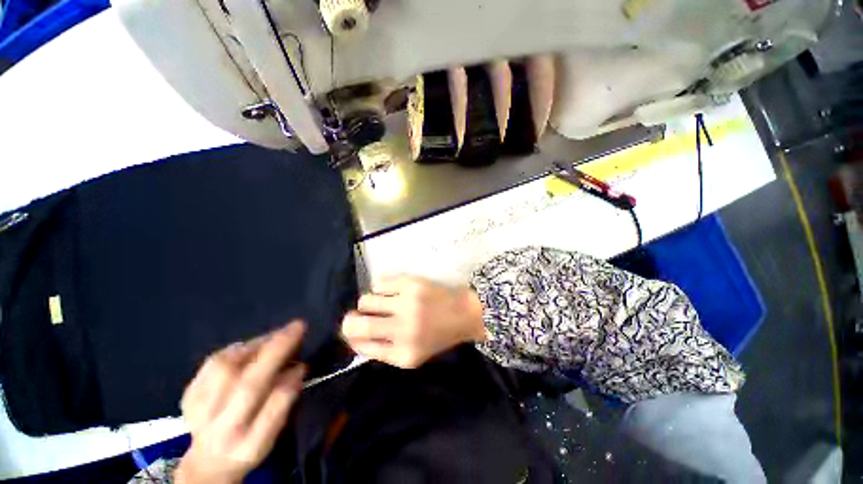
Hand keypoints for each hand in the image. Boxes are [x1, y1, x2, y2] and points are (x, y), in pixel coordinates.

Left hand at [176, 322, 306, 483]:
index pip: (273, 410)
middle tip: (297, 327)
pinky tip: (248, 347)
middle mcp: (222, 430)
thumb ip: (285, 404)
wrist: (208, 460)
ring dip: (256, 346)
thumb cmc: (250, 443)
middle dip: (277, 351)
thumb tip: (298, 368)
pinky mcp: (188, 396)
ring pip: (226, 369)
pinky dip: (233, 350)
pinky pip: (210, 364)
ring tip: (274, 337)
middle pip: (249, 386)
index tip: (303, 365)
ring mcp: (200, 413)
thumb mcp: (273, 434)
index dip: (290, 383)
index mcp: (250, 445)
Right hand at [341, 276, 486, 368]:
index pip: (362, 347)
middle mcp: (403, 330)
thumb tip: (355, 339)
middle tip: (354, 316)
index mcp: (403, 354)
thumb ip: (384, 351)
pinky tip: (391, 291)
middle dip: (349, 321)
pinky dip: (380, 288)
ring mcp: (407, 304)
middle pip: (357, 324)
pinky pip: (380, 283)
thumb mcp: (412, 356)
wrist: (463, 314)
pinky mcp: (412, 284)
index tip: (353, 332)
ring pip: (366, 300)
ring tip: (380, 303)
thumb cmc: (437, 336)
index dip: (352, 338)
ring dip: (368, 302)